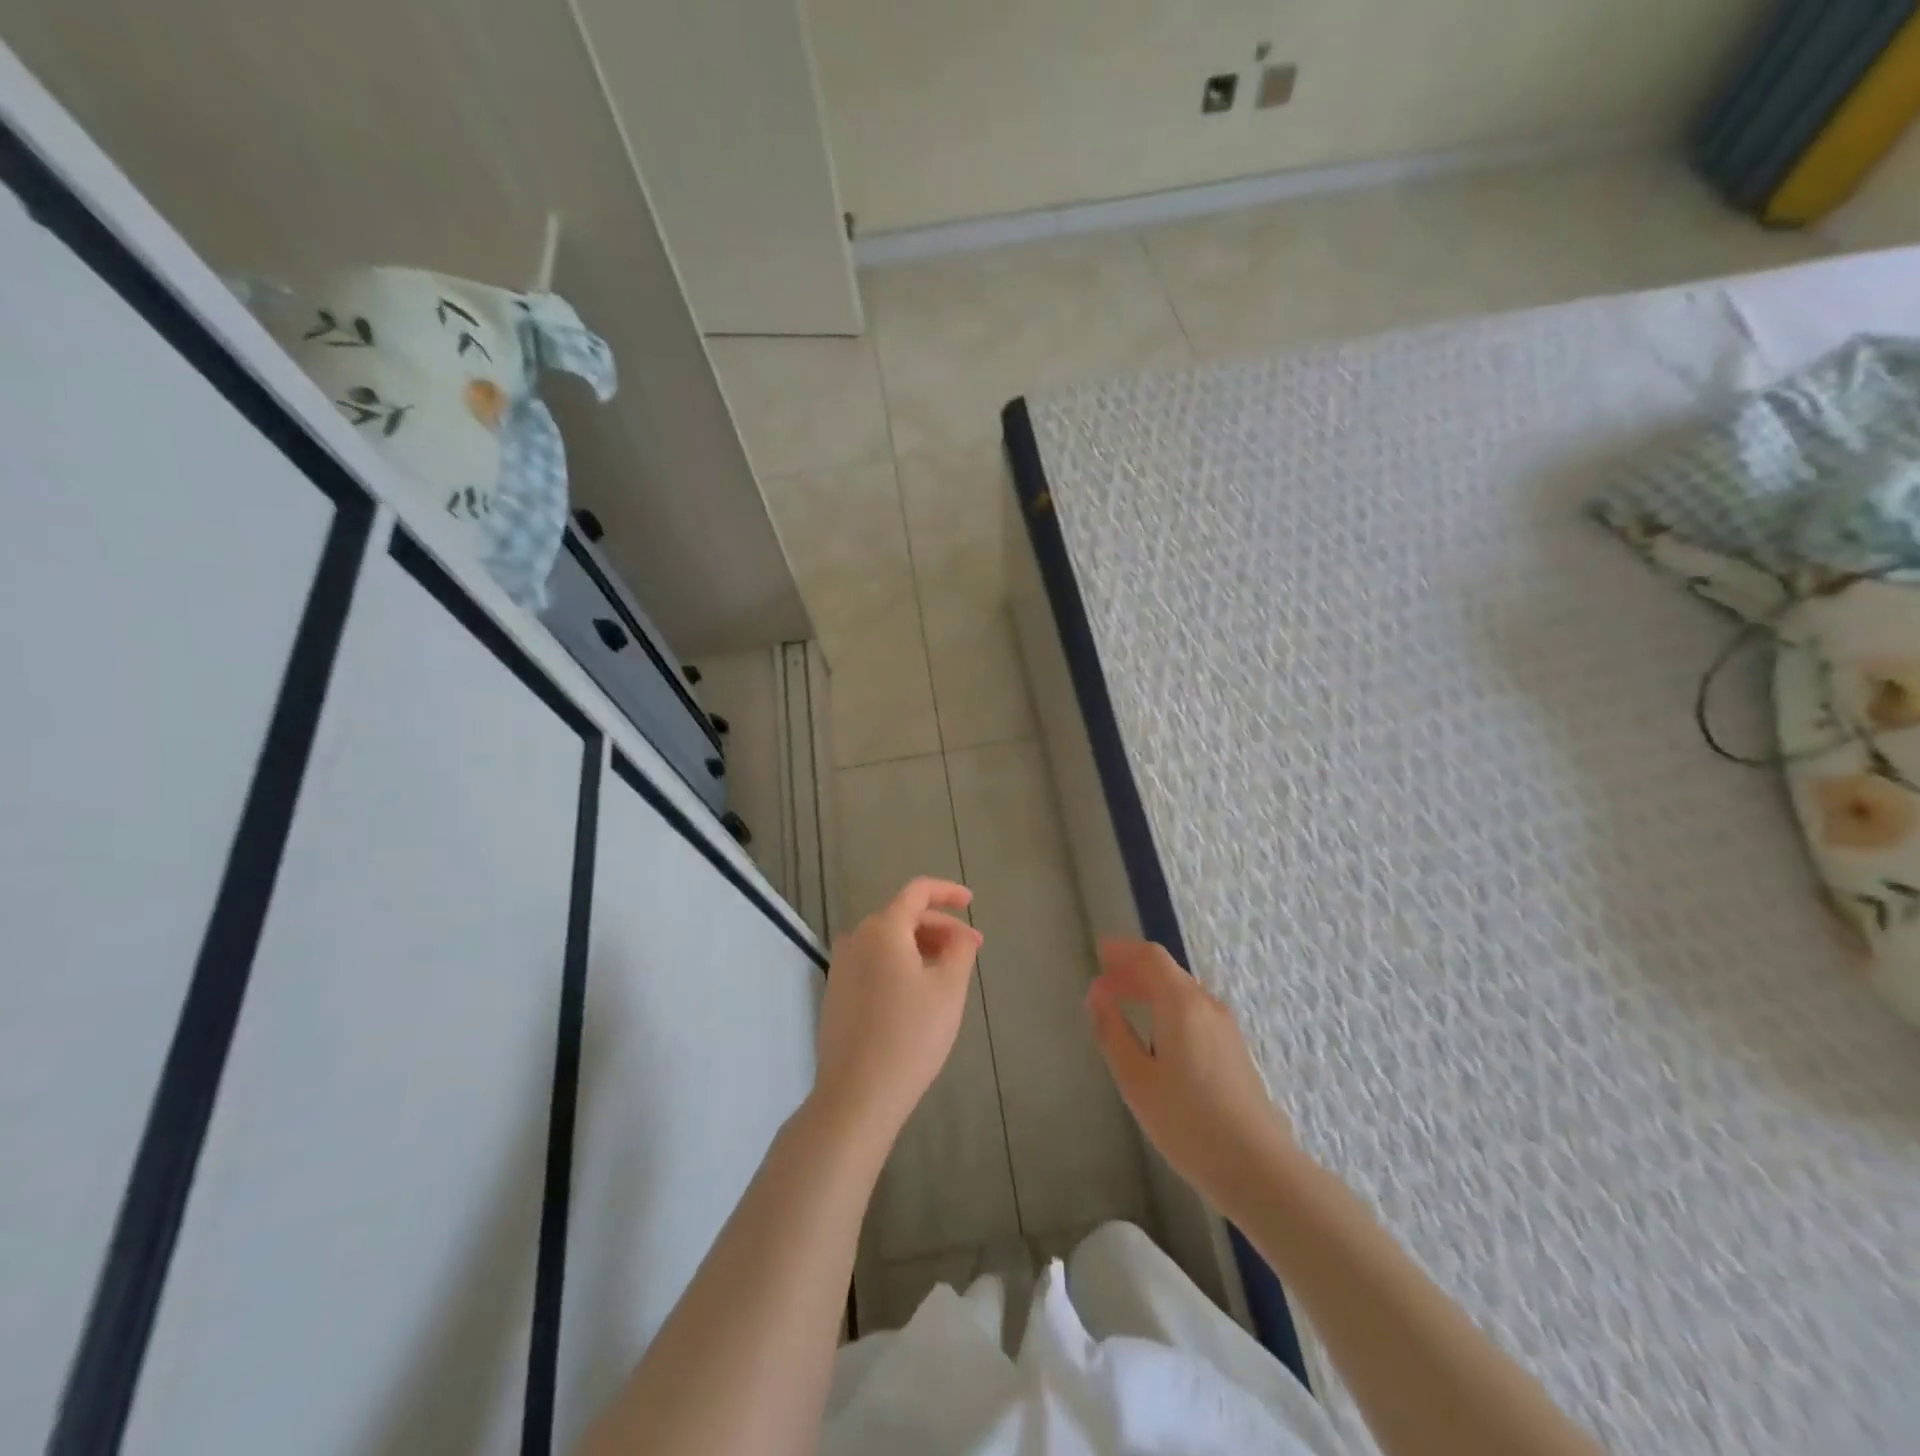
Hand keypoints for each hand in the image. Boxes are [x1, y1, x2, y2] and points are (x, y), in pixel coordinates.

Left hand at [812, 878, 982, 1147]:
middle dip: (939, 927)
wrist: (857, 1094)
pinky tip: (918, 992)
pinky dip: (900, 964)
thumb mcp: (949, 989)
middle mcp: (856, 938)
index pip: (917, 892)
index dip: (947, 892)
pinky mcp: (836, 993)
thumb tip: (960, 934)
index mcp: (882, 929)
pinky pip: (874, 962)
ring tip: (948, 972)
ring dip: (920, 947)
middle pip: (903, 916)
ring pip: (888, 941)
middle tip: (970, 950)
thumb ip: (960, 949)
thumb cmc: (910, 1035)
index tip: (971, 902)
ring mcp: (841, 967)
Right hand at [1087, 940, 1297, 1217]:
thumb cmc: (1187, 1122)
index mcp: (1182, 1004)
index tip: (1099, 954)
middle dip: (1133, 971)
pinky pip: (1195, 1011)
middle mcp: (1207, 1005)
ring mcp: (1225, 1027)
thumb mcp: (1136, 1079)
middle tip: (1103, 986)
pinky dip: (1168, 1008)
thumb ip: (1112, 1031)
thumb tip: (1097, 994)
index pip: (1151, 957)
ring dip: (1151, 990)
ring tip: (1124, 1007)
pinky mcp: (1234, 1050)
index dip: (1123, 952)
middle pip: (1167, 972)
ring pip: (1183, 992)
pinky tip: (1156, 1037)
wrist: (1257, 1167)